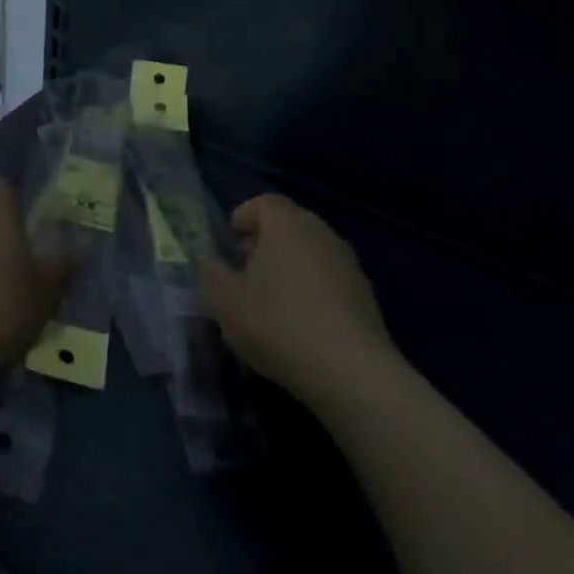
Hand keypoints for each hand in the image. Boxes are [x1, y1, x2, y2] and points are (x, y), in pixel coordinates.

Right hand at [199, 193, 396, 409]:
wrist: (351, 371)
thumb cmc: (278, 324)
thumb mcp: (225, 301)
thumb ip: (210, 273)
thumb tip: (208, 259)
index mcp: (288, 224)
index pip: (264, 202)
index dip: (244, 216)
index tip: (230, 240)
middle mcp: (322, 233)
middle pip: (289, 225)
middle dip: (263, 243)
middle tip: (243, 271)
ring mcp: (348, 264)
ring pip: (310, 253)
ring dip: (287, 268)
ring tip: (267, 301)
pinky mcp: (365, 296)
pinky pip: (328, 280)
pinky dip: (309, 290)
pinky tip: (297, 324)